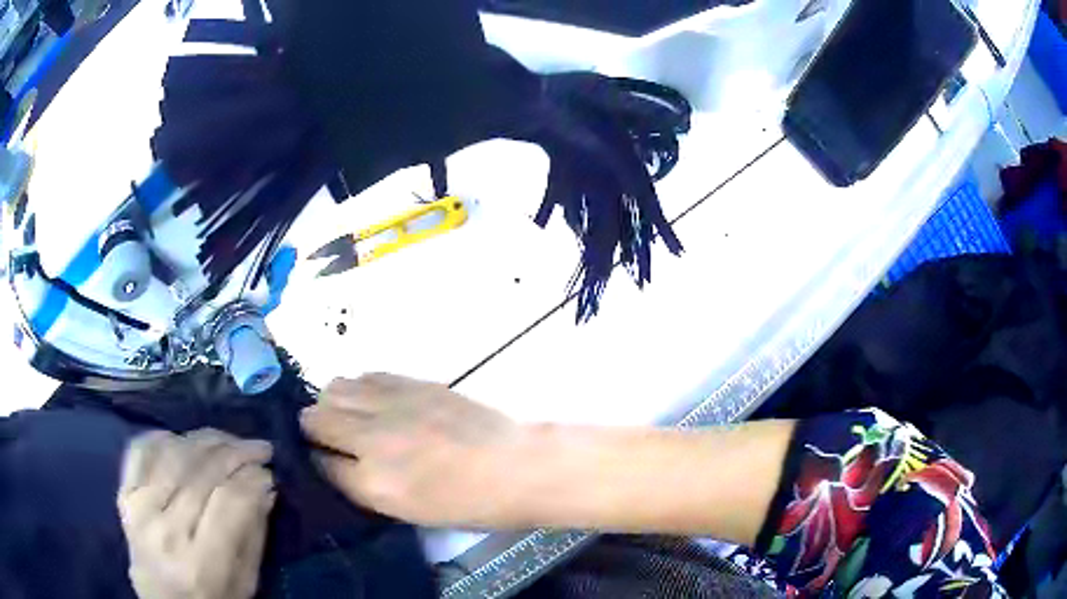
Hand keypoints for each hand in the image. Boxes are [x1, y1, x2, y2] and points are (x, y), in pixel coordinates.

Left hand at [118, 429, 275, 598]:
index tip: (270, 472)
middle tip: (259, 448)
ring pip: (173, 454)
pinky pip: (140, 450)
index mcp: (200, 565)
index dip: (253, 479)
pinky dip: (163, 437)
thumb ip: (254, 536)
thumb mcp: (245, 584)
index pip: (229, 502)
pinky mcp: (124, 494)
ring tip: (228, 441)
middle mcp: (165, 532)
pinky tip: (183, 440)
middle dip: (236, 452)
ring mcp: (139, 509)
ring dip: (206, 440)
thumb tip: (266, 486)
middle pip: (201, 473)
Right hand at [300, 374, 530, 528]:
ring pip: (333, 390)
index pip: (318, 463)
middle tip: (330, 438)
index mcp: (372, 482)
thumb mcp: (406, 511)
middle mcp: (371, 439)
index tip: (321, 461)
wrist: (514, 465)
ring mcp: (391, 405)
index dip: (316, 462)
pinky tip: (372, 401)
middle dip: (314, 430)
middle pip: (314, 419)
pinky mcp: (411, 382)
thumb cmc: (467, 503)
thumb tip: (336, 463)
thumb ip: (362, 486)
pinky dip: (359, 388)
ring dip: (333, 404)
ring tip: (349, 417)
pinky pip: (365, 376)